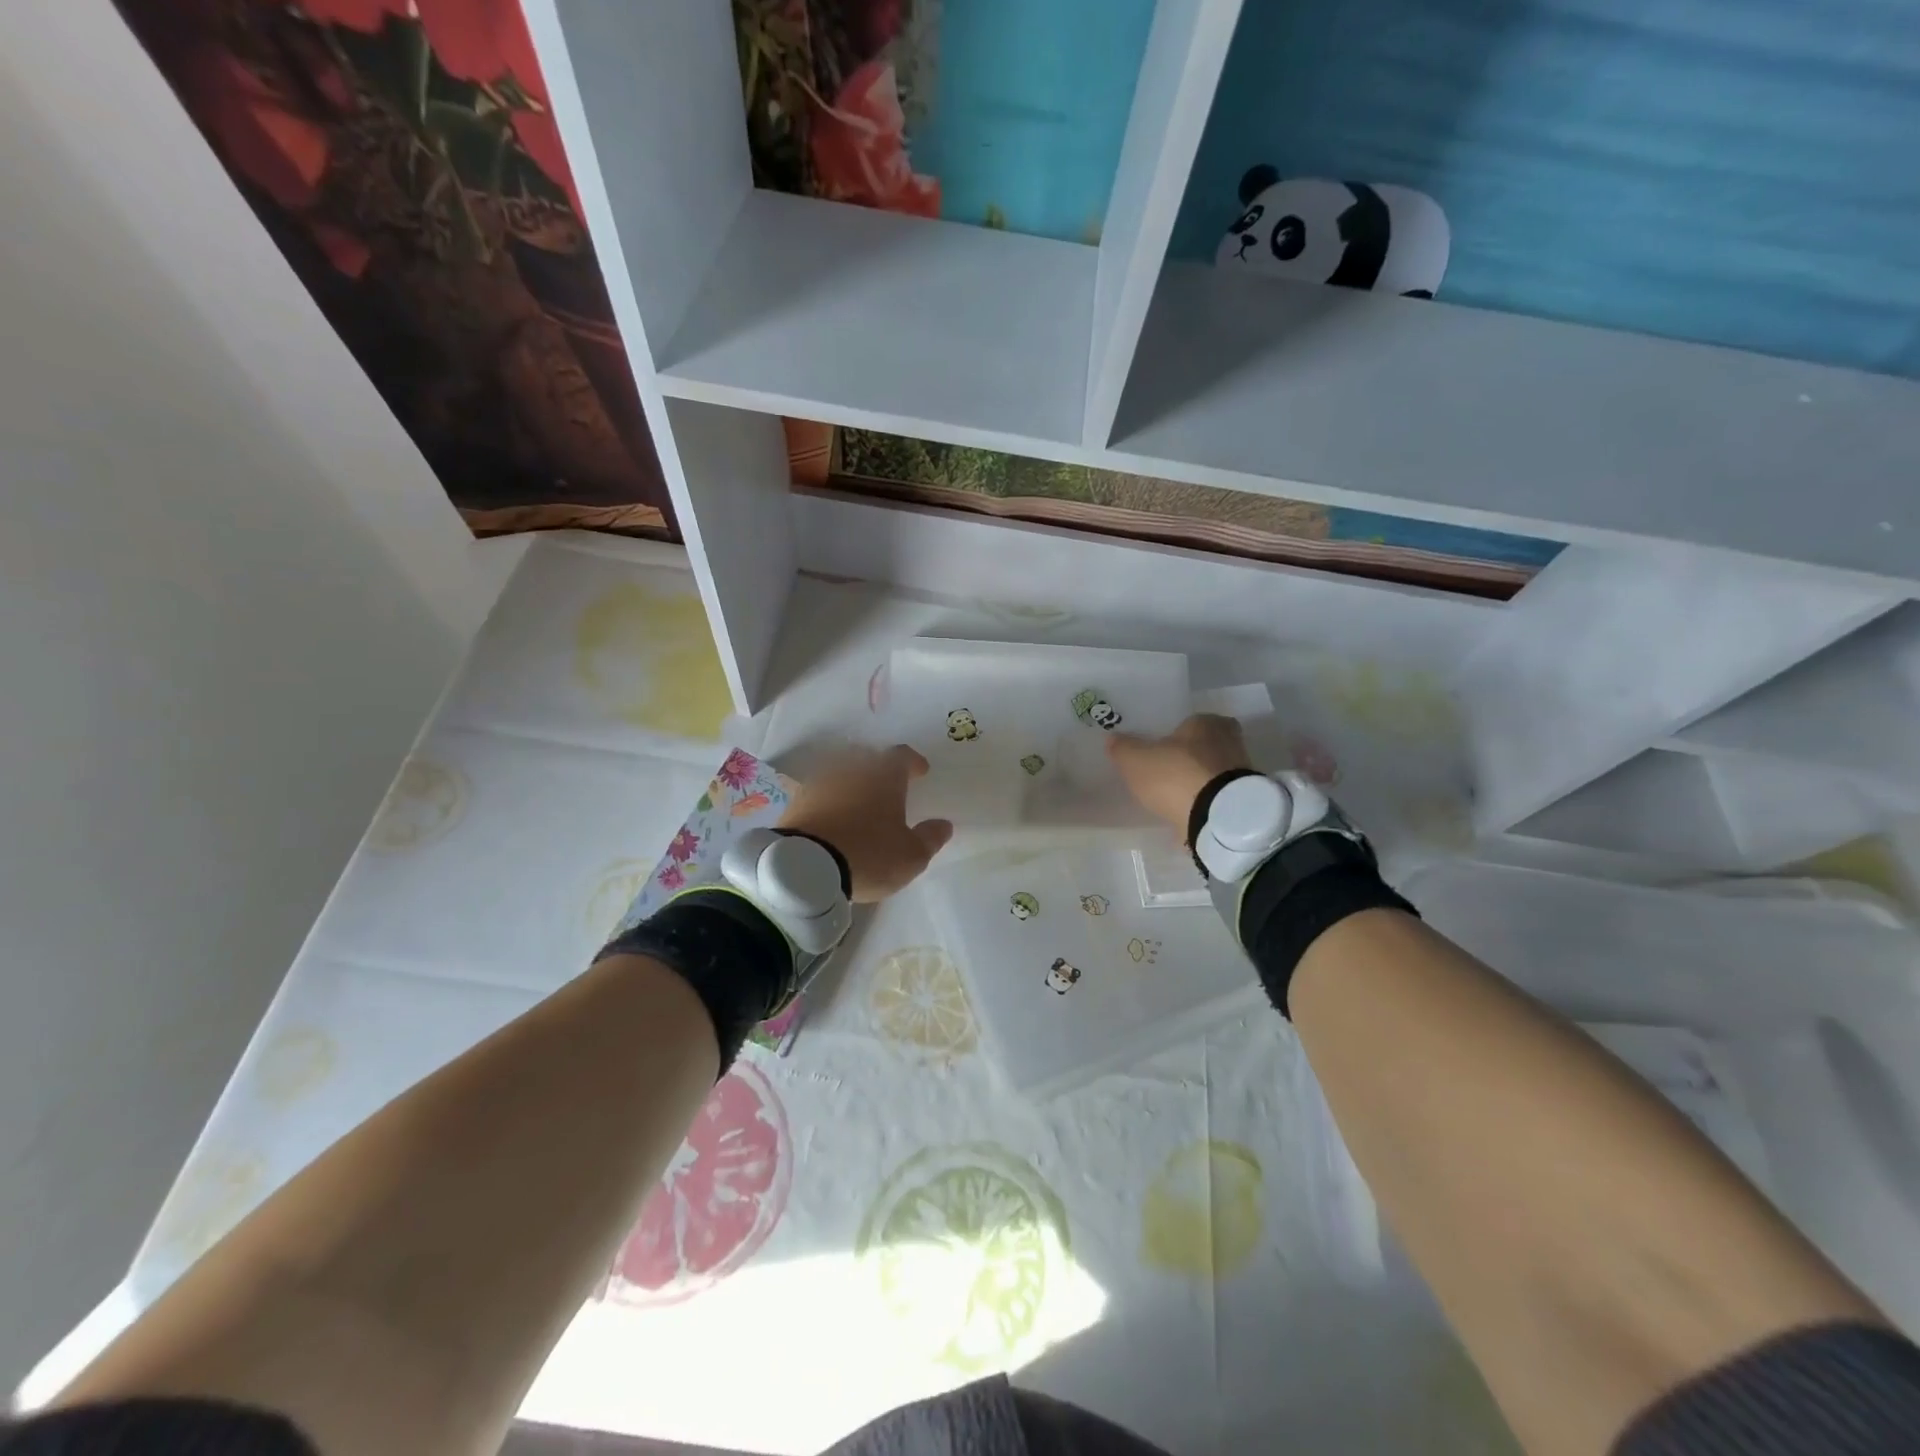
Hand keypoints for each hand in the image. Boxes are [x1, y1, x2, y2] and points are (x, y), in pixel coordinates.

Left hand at [777, 745, 953, 901]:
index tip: (920, 771)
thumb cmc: (869, 855)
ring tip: (857, 800)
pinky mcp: (796, 801)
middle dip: (878, 766)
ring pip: (840, 771)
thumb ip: (930, 838)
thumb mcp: (911, 856)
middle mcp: (851, 770)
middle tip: (886, 782)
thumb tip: (943, 824)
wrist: (805, 867)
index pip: (901, 756)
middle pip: (867, 756)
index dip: (913, 762)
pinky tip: (830, 815)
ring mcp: (820, 783)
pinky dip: (827, 798)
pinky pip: (818, 792)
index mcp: (884, 776)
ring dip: (850, 781)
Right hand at [1106, 714, 1253, 836]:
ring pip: (1212, 770)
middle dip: (1188, 757)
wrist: (1217, 816)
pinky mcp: (1244, 799)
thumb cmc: (1175, 775)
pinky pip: (1218, 794)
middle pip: (1204, 745)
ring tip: (1174, 795)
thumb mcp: (1136, 760)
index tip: (1160, 749)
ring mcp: (1240, 771)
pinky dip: (1205, 800)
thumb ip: (1123, 748)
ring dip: (1198, 780)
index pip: (1189, 722)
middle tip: (1166, 771)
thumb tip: (1112, 738)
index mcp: (1205, 722)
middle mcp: (1229, 740)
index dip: (1174, 735)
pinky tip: (1188, 810)